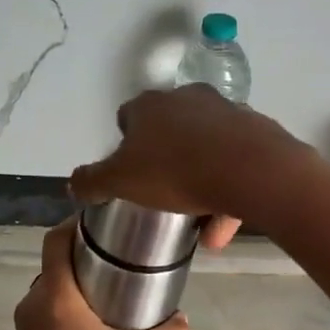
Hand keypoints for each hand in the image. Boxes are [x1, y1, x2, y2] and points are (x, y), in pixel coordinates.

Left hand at [11, 219, 191, 329]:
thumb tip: (183, 321)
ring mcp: (25, 325)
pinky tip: (95, 325)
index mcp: (55, 295)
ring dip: (76, 283)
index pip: (54, 240)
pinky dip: (67, 306)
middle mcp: (33, 302)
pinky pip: (46, 311)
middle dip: (84, 255)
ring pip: (52, 288)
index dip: (75, 224)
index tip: (103, 225)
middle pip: (56, 262)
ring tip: (112, 291)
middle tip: (120, 259)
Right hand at [68, 85, 308, 249]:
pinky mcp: (256, 132)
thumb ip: (92, 182)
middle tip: (163, 197)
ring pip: (207, 153)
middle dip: (166, 165)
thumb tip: (72, 184)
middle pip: (170, 133)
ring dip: (201, 187)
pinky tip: (223, 230)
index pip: (129, 117)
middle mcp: (188, 99)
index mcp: (151, 106)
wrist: (251, 169)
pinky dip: (228, 194)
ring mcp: (226, 113)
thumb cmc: (176, 171)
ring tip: (200, 229)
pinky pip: (235, 166)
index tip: (129, 174)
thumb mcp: (121, 181)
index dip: (125, 145)